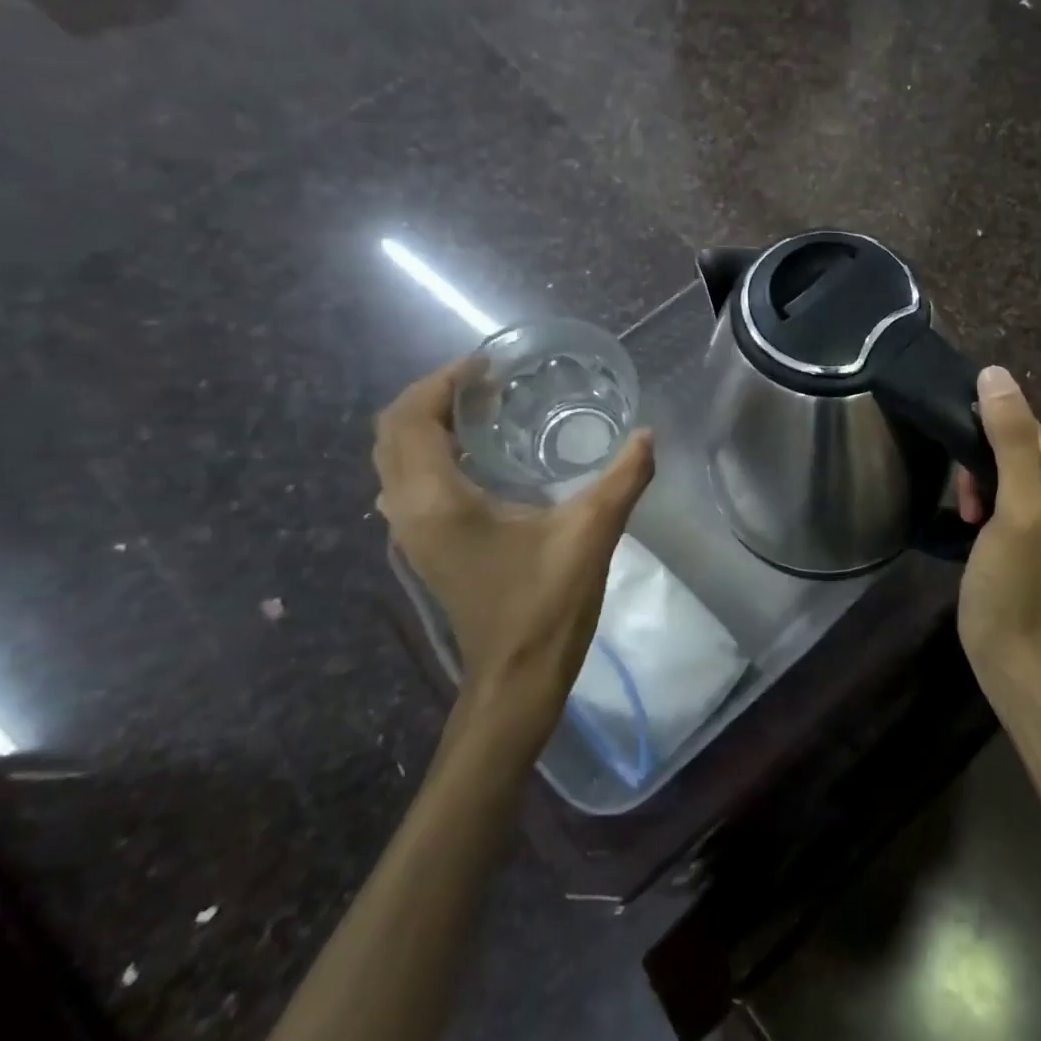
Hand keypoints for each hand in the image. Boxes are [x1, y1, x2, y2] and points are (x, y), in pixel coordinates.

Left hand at [372, 361, 653, 719]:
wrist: (518, 676)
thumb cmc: (547, 602)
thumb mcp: (593, 532)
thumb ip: (624, 477)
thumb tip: (648, 433)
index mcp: (438, 500)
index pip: (412, 418)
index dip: (443, 381)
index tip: (488, 365)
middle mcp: (409, 510)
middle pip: (391, 432)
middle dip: (432, 396)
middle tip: (487, 383)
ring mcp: (410, 533)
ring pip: (394, 459)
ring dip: (427, 424)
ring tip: (482, 410)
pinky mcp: (424, 547)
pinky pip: (407, 482)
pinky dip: (429, 453)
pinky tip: (479, 457)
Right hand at [952, 366, 1040, 670]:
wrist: (1009, 647)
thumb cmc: (1015, 578)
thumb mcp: (1016, 505)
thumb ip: (1010, 439)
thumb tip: (994, 372)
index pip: (1026, 427)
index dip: (988, 443)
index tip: (969, 477)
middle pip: (1012, 443)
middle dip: (981, 467)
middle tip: (969, 503)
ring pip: (999, 463)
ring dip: (977, 483)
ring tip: (969, 516)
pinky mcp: (1030, 520)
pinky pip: (999, 485)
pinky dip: (980, 498)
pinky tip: (972, 522)